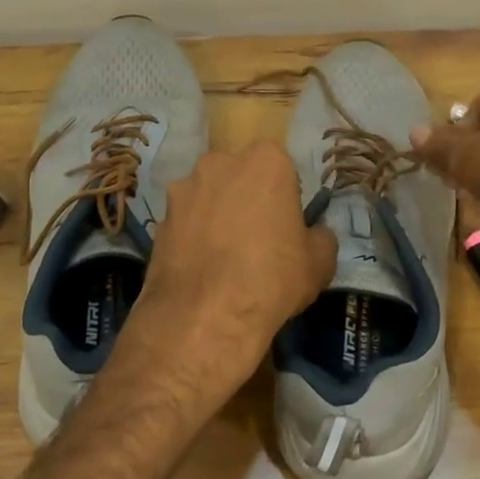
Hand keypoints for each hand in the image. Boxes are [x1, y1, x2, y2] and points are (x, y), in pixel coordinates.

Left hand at [114, 141, 336, 421]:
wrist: (205, 317)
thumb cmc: (273, 278)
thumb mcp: (320, 262)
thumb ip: (320, 236)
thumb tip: (314, 233)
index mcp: (266, 161)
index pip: (280, 167)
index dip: (284, 195)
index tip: (286, 222)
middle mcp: (220, 162)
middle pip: (239, 175)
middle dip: (246, 197)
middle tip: (256, 236)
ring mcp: (184, 189)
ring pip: (208, 196)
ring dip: (216, 215)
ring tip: (224, 256)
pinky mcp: (159, 219)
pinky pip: (185, 222)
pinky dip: (193, 237)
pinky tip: (201, 269)